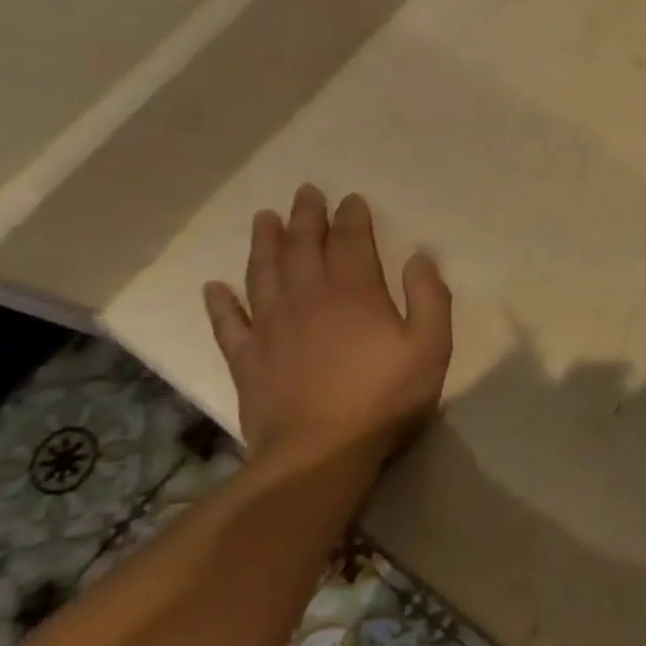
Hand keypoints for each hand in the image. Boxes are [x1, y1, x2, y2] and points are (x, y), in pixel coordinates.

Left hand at [203, 185, 451, 466]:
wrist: (320, 453)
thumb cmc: (385, 398)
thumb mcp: (431, 347)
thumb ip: (429, 298)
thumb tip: (419, 257)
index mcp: (353, 294)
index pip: (351, 243)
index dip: (352, 218)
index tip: (351, 199)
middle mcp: (307, 299)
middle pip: (303, 248)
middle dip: (305, 218)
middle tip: (304, 193)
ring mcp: (271, 328)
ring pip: (263, 274)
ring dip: (264, 244)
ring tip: (264, 219)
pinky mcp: (247, 359)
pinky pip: (229, 323)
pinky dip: (221, 303)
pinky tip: (215, 288)